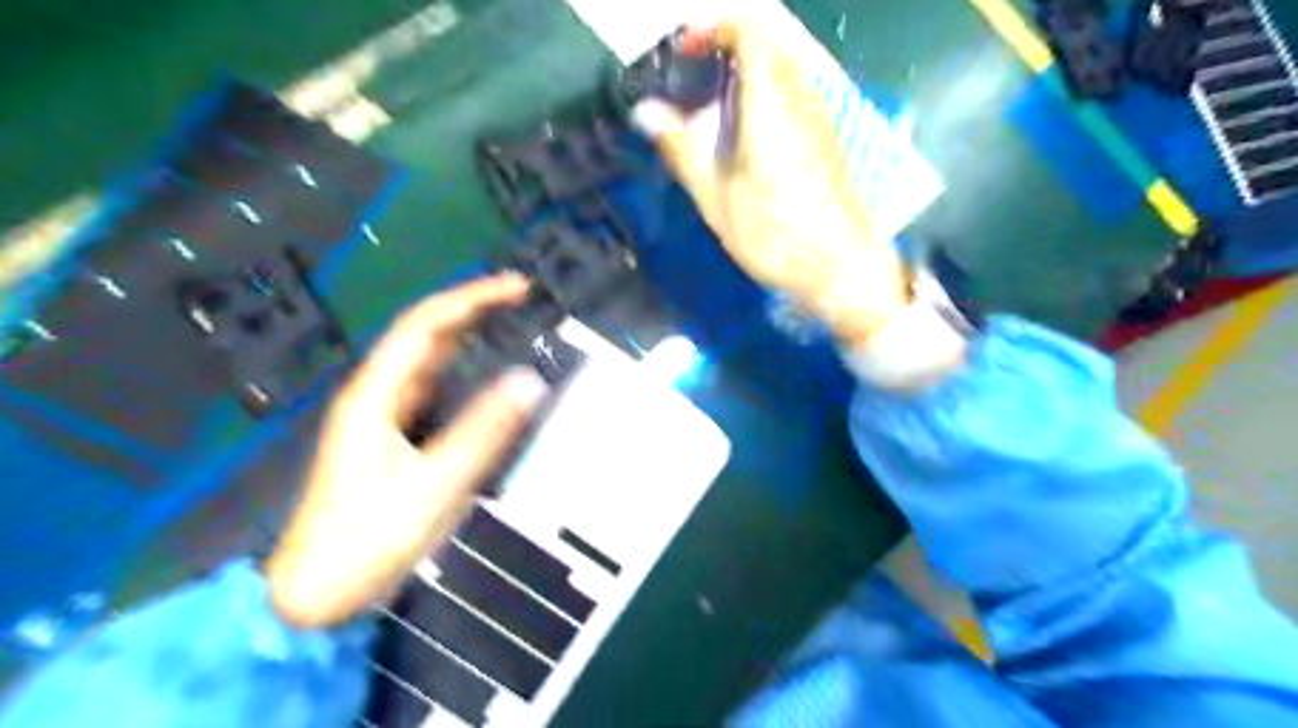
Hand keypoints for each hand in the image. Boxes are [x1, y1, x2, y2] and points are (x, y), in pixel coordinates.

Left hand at [263, 275, 545, 628]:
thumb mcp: (435, 487)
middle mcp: (375, 395)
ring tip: (508, 322)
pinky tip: (480, 373)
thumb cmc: (369, 539)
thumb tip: (531, 381)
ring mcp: (379, 416)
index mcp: (376, 395)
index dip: (472, 298)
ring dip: (465, 334)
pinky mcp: (388, 438)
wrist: (316, 594)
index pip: (427, 325)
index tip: (518, 288)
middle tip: (522, 299)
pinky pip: (429, 387)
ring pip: (425, 359)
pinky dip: (460, 368)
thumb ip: (483, 433)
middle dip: (471, 308)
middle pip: (424, 334)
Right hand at [634, 10, 905, 343]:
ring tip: (712, 103)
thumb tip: (644, 112)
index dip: (714, 28)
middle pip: (768, 43)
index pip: (750, 31)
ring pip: (783, 67)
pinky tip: (746, 131)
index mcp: (770, 105)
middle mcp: (801, 99)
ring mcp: (820, 118)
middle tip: (691, 74)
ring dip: (746, 70)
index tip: (683, 49)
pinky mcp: (827, 139)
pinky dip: (765, 92)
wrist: (842, 269)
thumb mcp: (717, 199)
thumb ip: (682, 149)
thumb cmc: (775, 236)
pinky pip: (794, 93)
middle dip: (726, 46)